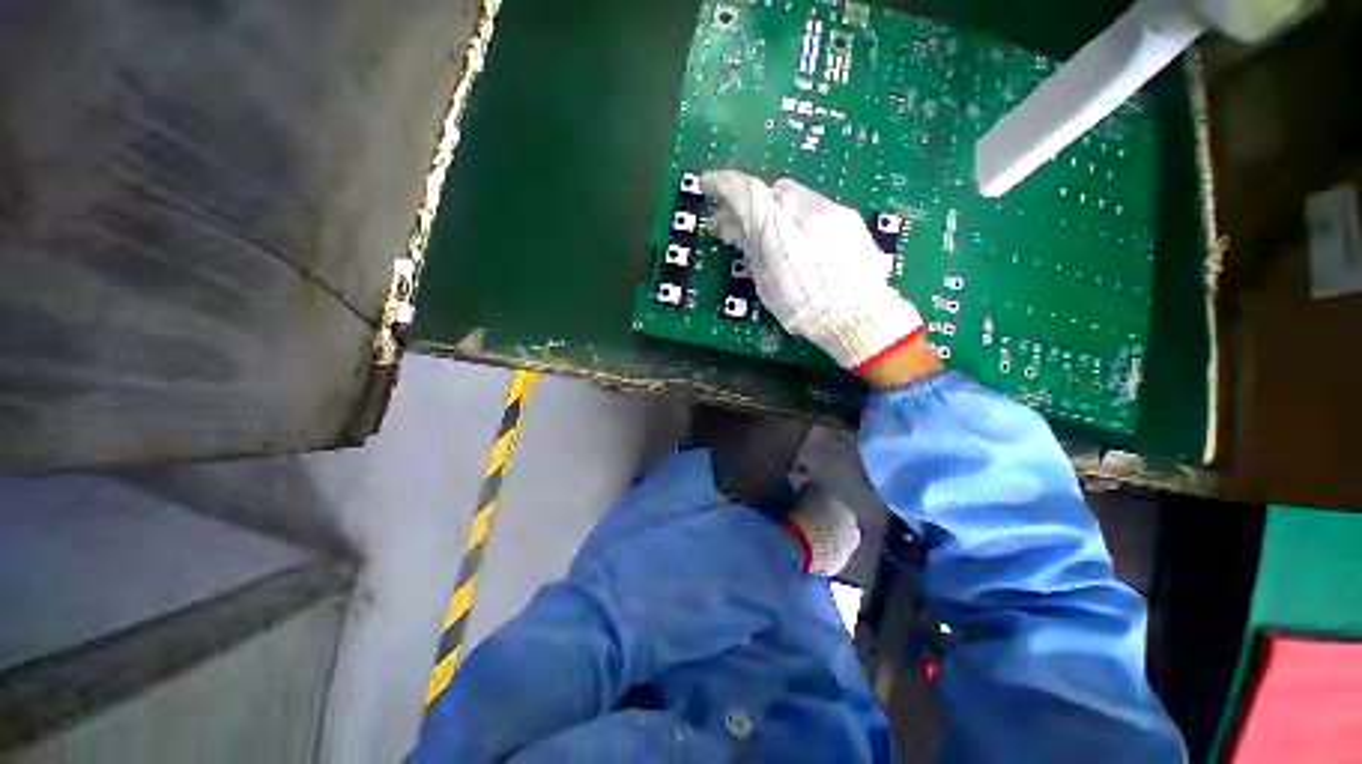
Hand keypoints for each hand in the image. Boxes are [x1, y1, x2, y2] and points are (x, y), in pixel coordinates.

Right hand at [701, 170, 932, 379]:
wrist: (857, 314)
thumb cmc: (803, 310)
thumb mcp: (766, 285)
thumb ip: (752, 251)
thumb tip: (735, 229)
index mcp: (778, 232)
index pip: (746, 193)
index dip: (723, 185)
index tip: (707, 184)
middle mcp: (804, 210)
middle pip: (769, 191)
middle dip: (749, 204)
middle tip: (737, 224)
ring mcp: (828, 210)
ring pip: (792, 195)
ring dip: (774, 208)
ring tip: (768, 233)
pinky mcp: (846, 215)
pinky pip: (814, 205)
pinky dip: (797, 214)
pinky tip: (797, 237)